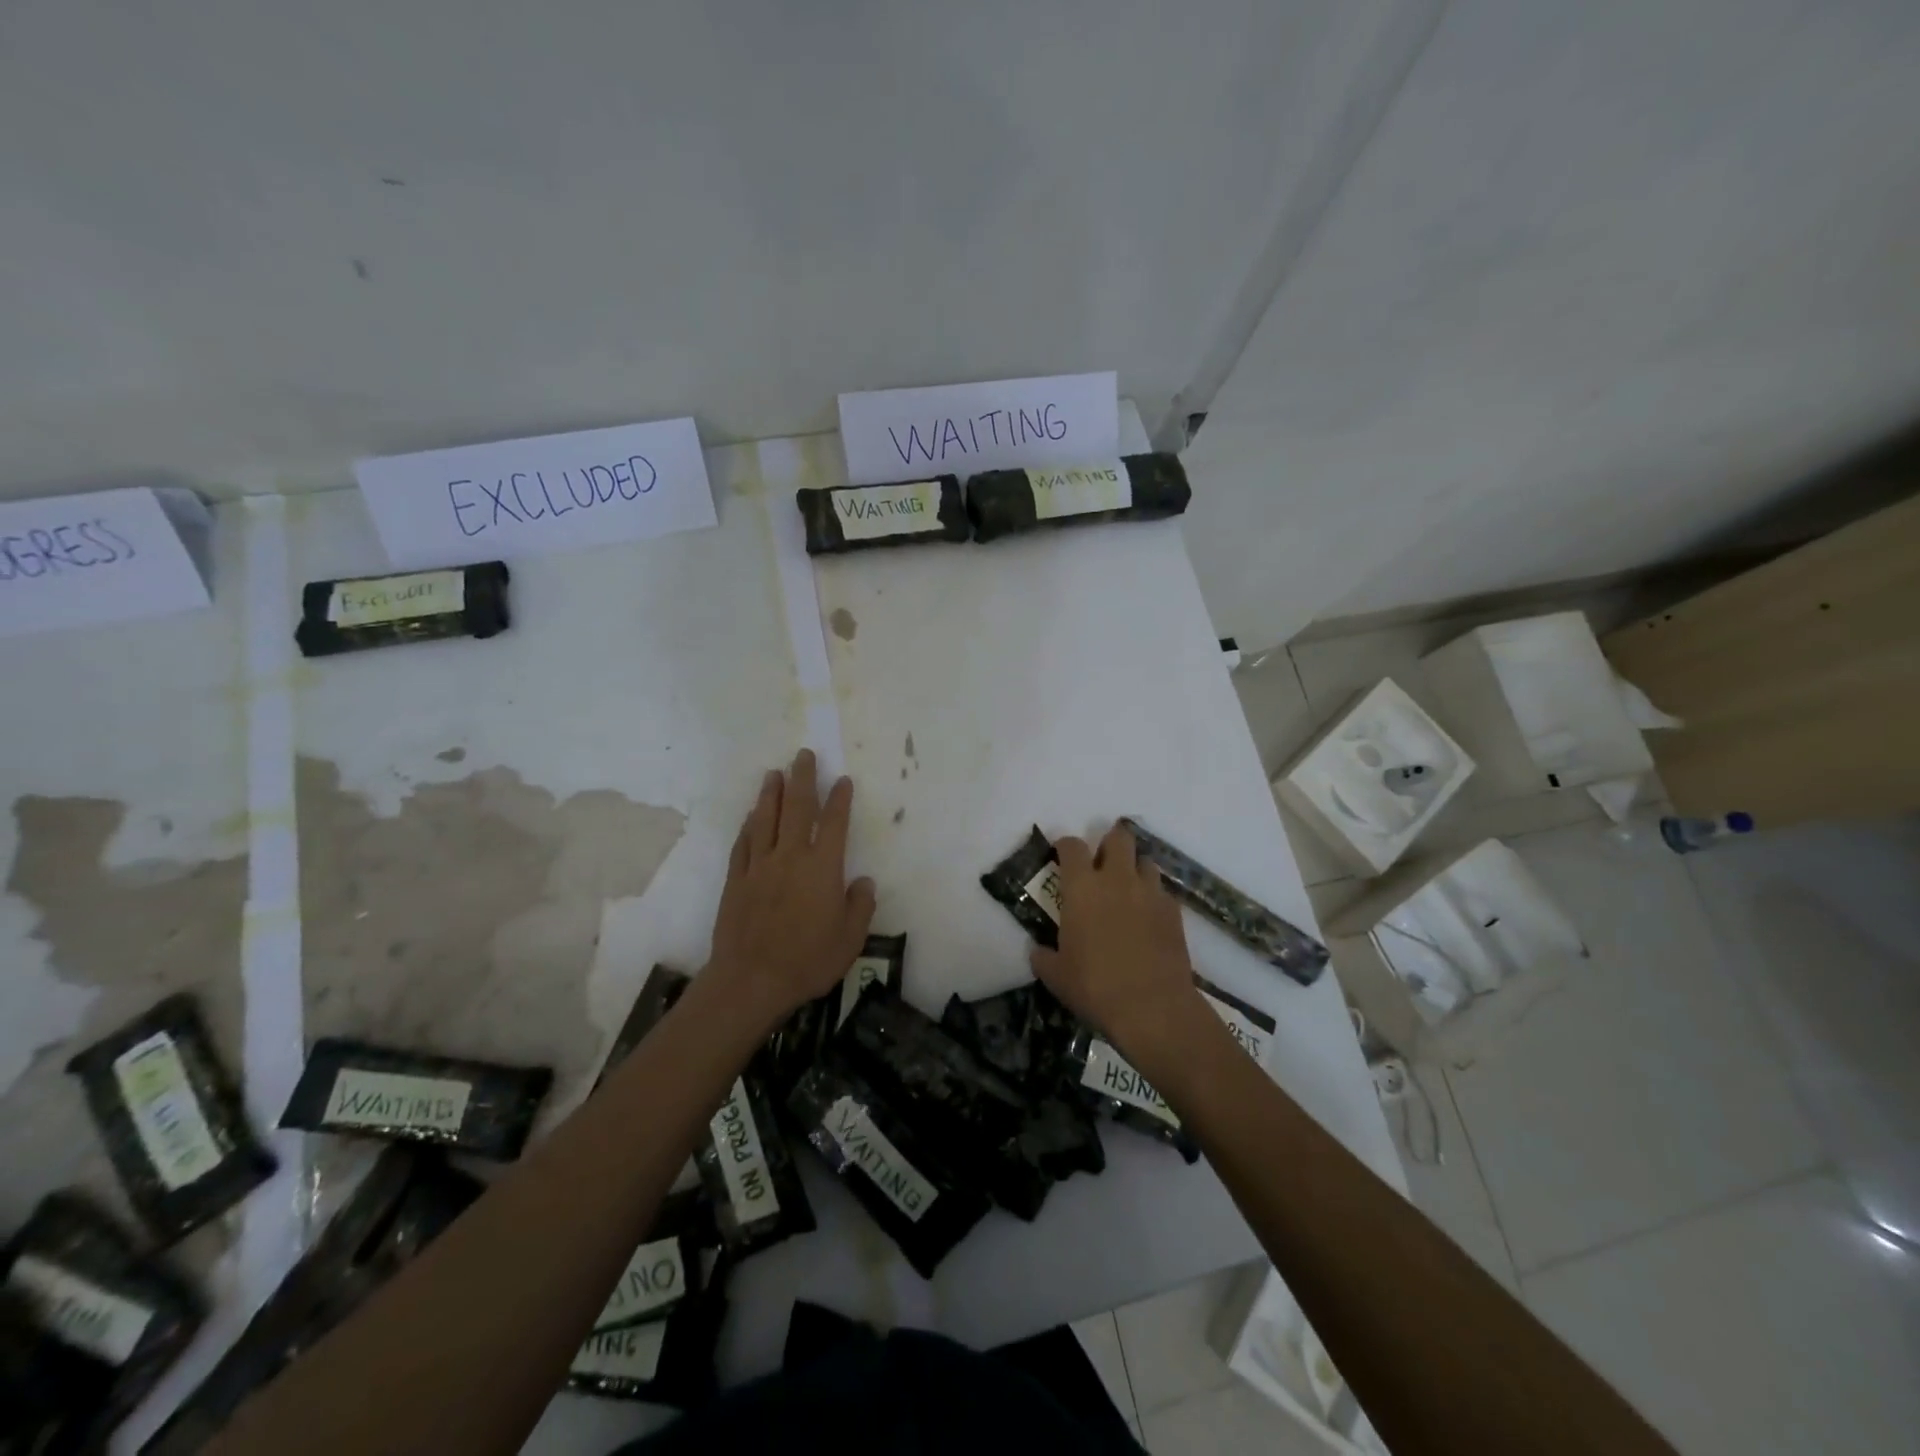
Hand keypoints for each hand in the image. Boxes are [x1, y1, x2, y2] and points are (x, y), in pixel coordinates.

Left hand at [706, 750, 875, 1025]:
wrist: (751, 980)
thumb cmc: (808, 960)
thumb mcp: (850, 939)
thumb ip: (860, 906)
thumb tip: (864, 882)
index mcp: (822, 868)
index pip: (834, 823)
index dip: (839, 799)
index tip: (842, 780)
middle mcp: (790, 857)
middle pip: (797, 808)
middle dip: (802, 779)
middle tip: (803, 755)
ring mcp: (759, 866)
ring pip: (765, 819)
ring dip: (771, 793)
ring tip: (774, 773)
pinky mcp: (736, 880)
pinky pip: (744, 844)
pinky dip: (749, 826)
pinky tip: (751, 816)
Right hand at [1030, 823, 1203, 1057]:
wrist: (1152, 1007)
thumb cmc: (1094, 986)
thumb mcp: (1055, 976)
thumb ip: (1043, 956)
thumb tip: (1038, 951)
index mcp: (1082, 887)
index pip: (1072, 846)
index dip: (1065, 846)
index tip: (1062, 855)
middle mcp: (1117, 879)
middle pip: (1118, 837)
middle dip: (1109, 843)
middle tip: (1101, 863)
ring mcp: (1150, 892)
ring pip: (1145, 861)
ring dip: (1134, 868)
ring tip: (1127, 889)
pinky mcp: (1174, 912)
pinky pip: (1162, 892)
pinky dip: (1153, 897)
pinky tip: (1148, 918)